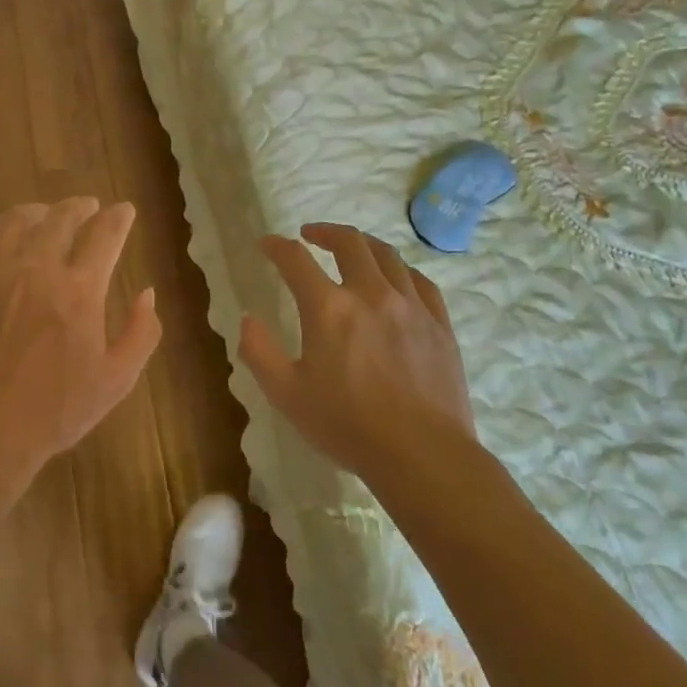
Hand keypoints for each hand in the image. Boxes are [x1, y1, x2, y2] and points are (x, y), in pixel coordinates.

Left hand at [0, 199, 161, 494]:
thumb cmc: (54, 412)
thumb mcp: (116, 380)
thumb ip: (141, 333)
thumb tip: (147, 293)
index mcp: (79, 290)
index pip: (105, 236)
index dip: (118, 218)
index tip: (124, 210)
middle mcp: (36, 269)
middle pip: (60, 219)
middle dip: (80, 207)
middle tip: (87, 207)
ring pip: (15, 222)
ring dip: (37, 211)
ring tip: (45, 213)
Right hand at [239, 223, 476, 482]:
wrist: (423, 455)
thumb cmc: (347, 426)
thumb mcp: (287, 395)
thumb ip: (259, 352)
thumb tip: (247, 319)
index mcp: (329, 309)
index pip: (296, 260)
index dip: (276, 246)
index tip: (266, 244)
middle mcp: (371, 294)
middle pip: (349, 243)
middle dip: (325, 231)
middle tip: (310, 235)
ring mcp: (411, 306)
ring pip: (387, 255)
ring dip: (363, 244)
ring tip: (352, 249)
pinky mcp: (439, 324)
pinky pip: (420, 281)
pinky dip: (400, 270)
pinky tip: (395, 279)